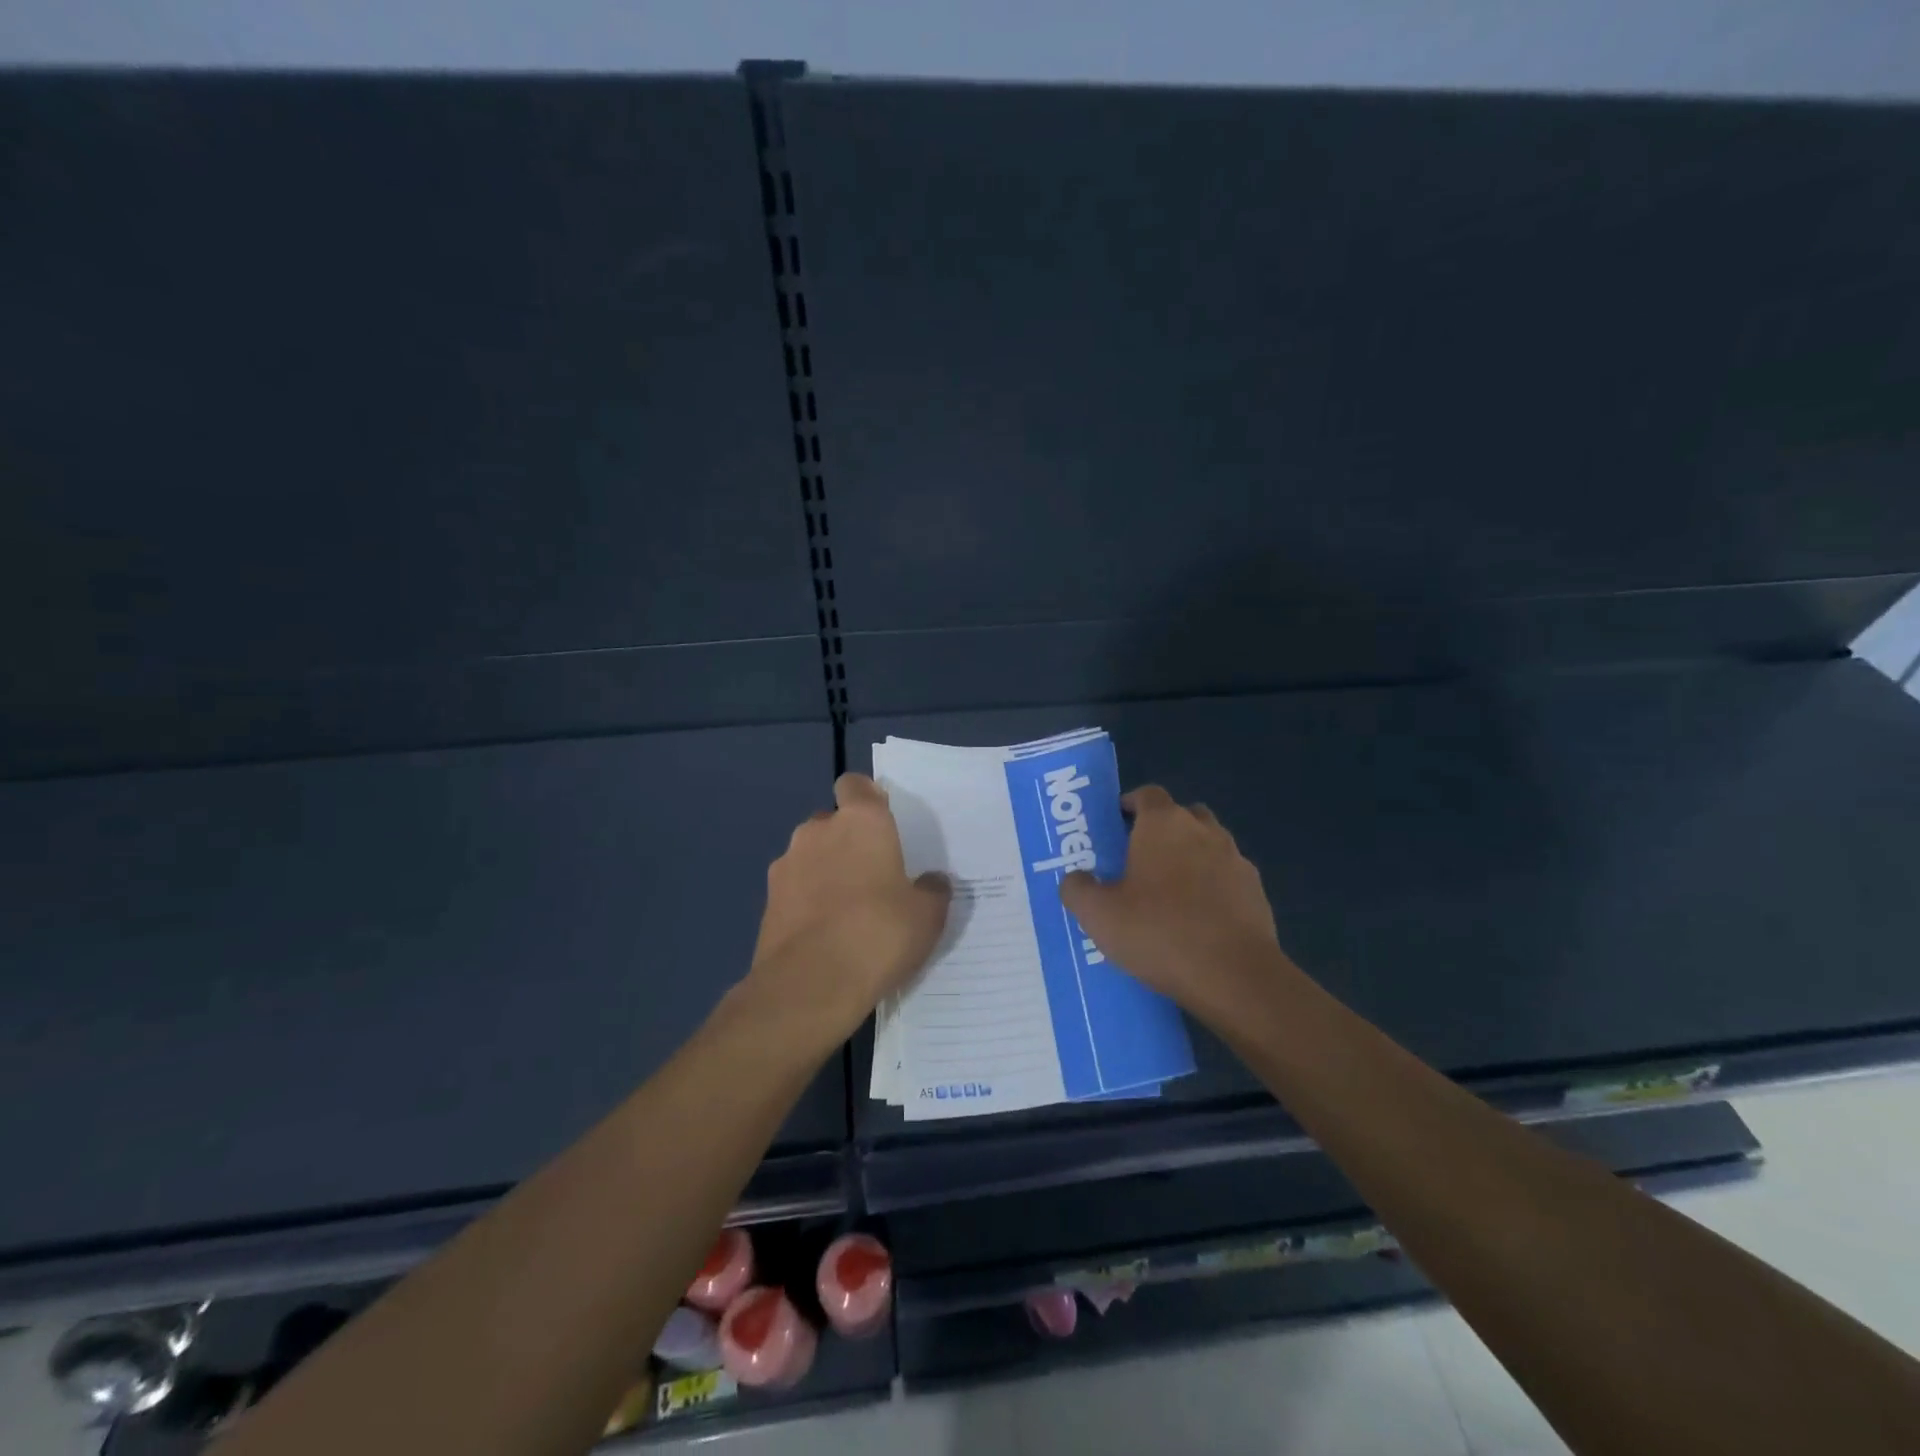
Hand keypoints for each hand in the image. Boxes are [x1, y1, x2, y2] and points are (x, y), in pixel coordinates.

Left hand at [745, 773, 951, 1047]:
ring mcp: (786, 865)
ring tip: (847, 912)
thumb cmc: (879, 933)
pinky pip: (794, 890)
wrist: (810, 985)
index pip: (855, 785)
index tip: (882, 824)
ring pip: (810, 856)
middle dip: (848, 842)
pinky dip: (807, 902)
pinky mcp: (767, 901)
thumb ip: (932, 891)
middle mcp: (818, 831)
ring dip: (825, 873)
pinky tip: (825, 936)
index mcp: (861, 821)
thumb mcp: (927, 916)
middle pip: (832, 823)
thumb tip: (931, 882)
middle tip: (873, 878)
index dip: (867, 799)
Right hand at [1059, 786, 1286, 1024]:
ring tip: (1168, 895)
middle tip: (1138, 861)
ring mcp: (1236, 860)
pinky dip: (1212, 888)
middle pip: (1181, 815)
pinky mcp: (1257, 892)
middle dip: (1162, 831)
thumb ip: (1078, 889)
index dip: (1129, 805)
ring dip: (1190, 859)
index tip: (1115, 828)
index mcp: (1163, 824)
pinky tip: (1198, 921)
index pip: (1147, 794)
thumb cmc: (1159, 932)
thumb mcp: (1098, 915)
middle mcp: (1203, 831)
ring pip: (1208, 846)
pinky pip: (1227, 878)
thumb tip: (1076, 878)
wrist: (1234, 976)